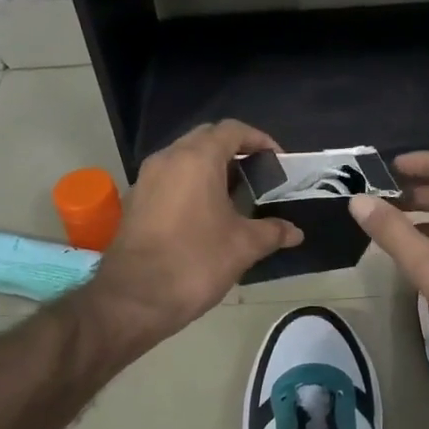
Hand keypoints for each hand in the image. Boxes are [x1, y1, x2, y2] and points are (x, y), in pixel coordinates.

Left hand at [87, 120, 302, 347]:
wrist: (133, 298)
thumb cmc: (195, 262)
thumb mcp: (243, 246)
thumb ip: (272, 232)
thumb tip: (295, 232)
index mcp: (196, 159)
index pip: (232, 130)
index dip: (259, 140)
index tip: (277, 161)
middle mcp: (168, 159)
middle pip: (206, 139)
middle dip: (234, 152)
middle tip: (258, 177)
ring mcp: (146, 179)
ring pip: (184, 159)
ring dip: (211, 169)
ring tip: (235, 197)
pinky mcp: (135, 201)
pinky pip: (169, 179)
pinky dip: (191, 185)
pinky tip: (206, 215)